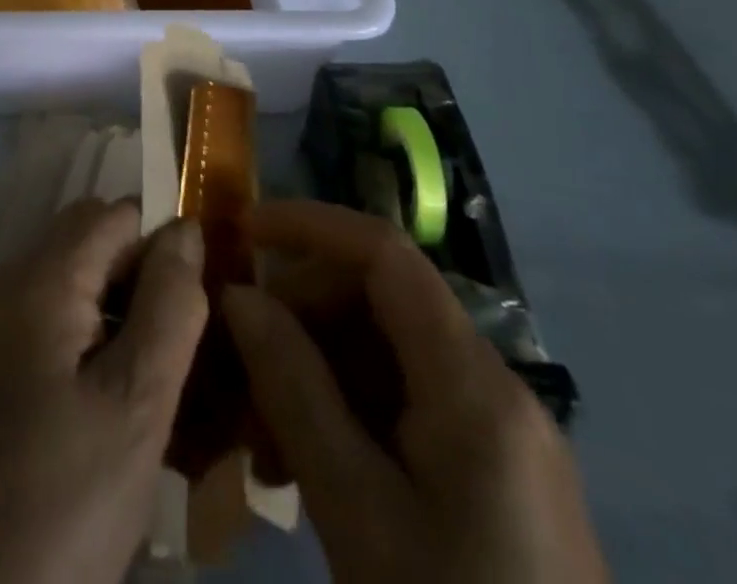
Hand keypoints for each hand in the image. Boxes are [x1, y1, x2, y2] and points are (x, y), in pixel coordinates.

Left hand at [0, 200, 208, 583]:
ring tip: (152, 382)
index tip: (195, 305)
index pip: (114, 214)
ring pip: (69, 282)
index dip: (162, 244)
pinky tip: (108, 404)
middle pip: (88, 241)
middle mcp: (6, 282)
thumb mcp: (135, 406)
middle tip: (177, 351)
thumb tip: (185, 228)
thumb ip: (168, 307)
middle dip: (139, 276)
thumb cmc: (59, 499)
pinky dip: (86, 340)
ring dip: (116, 311)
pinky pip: (46, 321)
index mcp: (40, 277)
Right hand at [224, 200, 607, 583]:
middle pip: (381, 300)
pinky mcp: (492, 475)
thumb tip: (238, 295)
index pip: (385, 253)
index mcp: (474, 385)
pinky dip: (347, 412)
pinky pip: (405, 404)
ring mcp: (498, 434)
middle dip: (302, 312)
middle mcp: (494, 389)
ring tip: (262, 433)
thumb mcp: (357, 511)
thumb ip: (294, 388)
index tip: (240, 233)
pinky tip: (305, 462)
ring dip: (315, 369)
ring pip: (386, 352)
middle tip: (241, 362)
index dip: (309, 224)